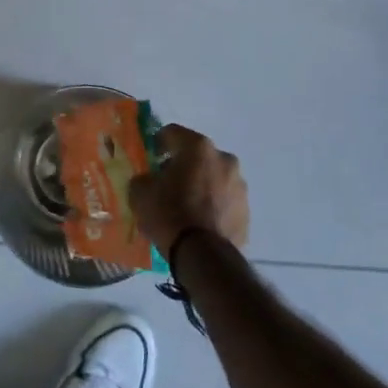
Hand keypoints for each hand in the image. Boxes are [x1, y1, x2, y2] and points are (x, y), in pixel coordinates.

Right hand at [129, 124, 249, 252]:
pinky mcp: (247, 210)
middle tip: (166, 184)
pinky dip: (213, 205)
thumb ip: (144, 178)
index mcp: (198, 147)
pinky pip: (224, 200)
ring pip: (213, 177)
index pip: (172, 132)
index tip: (150, 159)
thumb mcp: (140, 193)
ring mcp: (239, 185)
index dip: (158, 143)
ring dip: (200, 185)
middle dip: (182, 165)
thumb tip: (149, 180)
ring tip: (185, 207)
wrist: (203, 256)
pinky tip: (199, 222)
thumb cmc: (169, 214)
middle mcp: (224, 158)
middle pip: (197, 155)